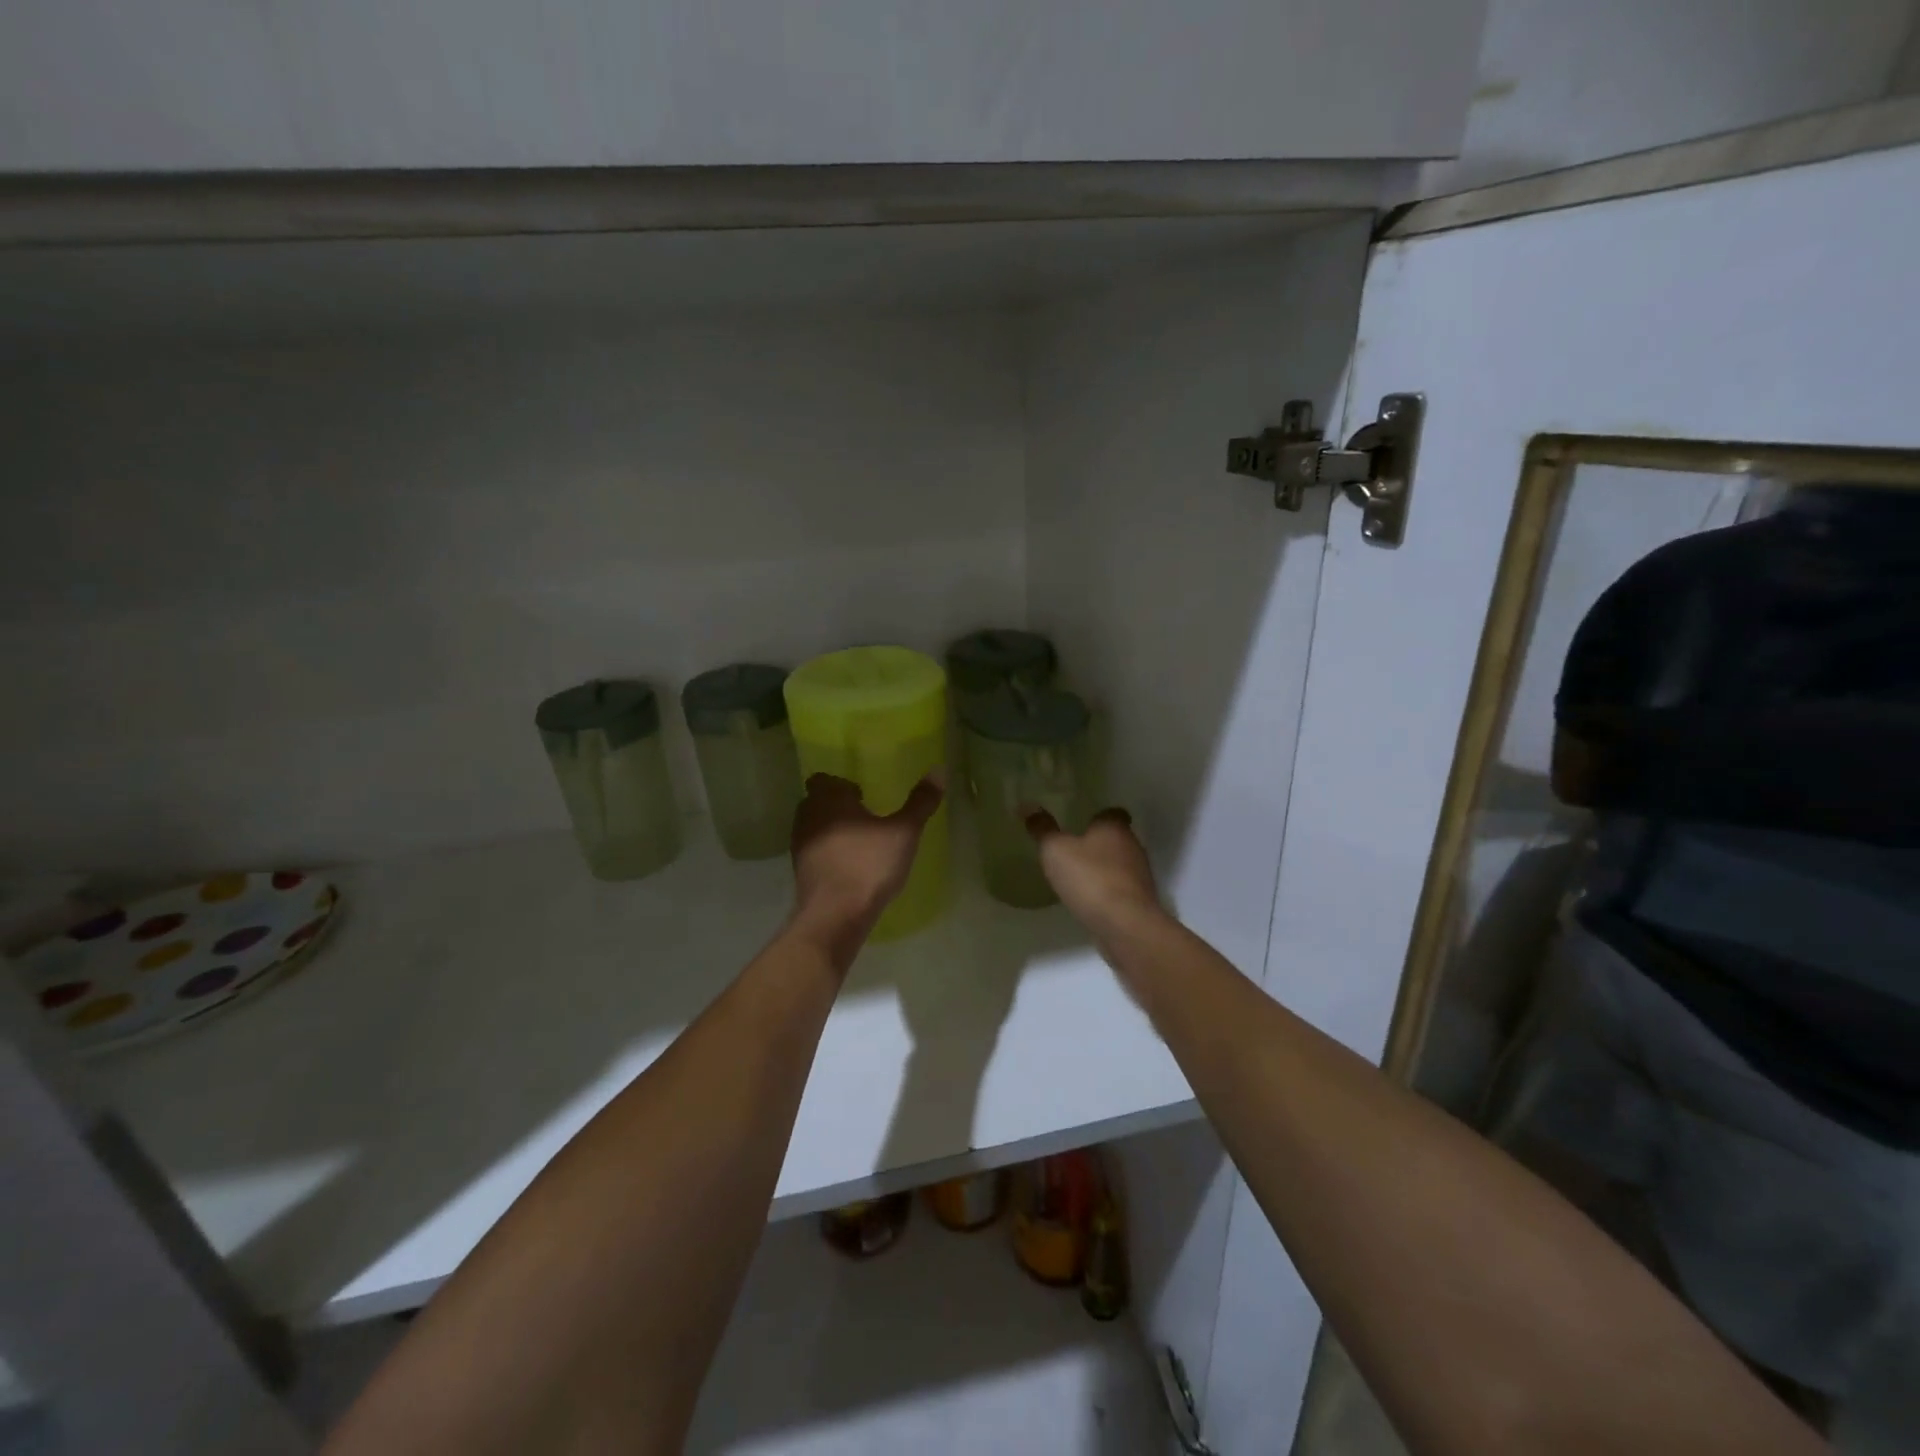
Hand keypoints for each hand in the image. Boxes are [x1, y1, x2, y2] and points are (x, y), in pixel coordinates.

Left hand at [790, 773, 943, 956]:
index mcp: (828, 799)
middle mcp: (808, 816)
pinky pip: (815, 852)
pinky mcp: (800, 872)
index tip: (863, 795)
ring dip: (832, 830)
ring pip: (814, 827)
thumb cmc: (868, 865)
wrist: (835, 916)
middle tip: (866, 815)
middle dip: (837, 806)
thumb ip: (920, 802)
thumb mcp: (903, 832)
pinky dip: (829, 853)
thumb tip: (938, 770)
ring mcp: (800, 845)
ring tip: (861, 841)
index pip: (824, 779)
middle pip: (817, 802)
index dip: (842, 785)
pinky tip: (850, 865)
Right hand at [1024, 807, 1163, 940]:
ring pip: (1119, 863)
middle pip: (1116, 837)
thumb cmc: (1090, 878)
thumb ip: (1043, 829)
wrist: (1125, 925)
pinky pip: (1120, 887)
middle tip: (1072, 847)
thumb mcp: (1056, 851)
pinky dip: (1107, 889)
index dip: (1096, 816)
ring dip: (1103, 867)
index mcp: (1114, 826)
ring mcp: (1139, 874)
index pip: (1111, 812)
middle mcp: (1132, 845)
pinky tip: (1089, 898)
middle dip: (1097, 842)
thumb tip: (1028, 805)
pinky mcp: (1139, 900)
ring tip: (1077, 874)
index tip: (1080, 821)